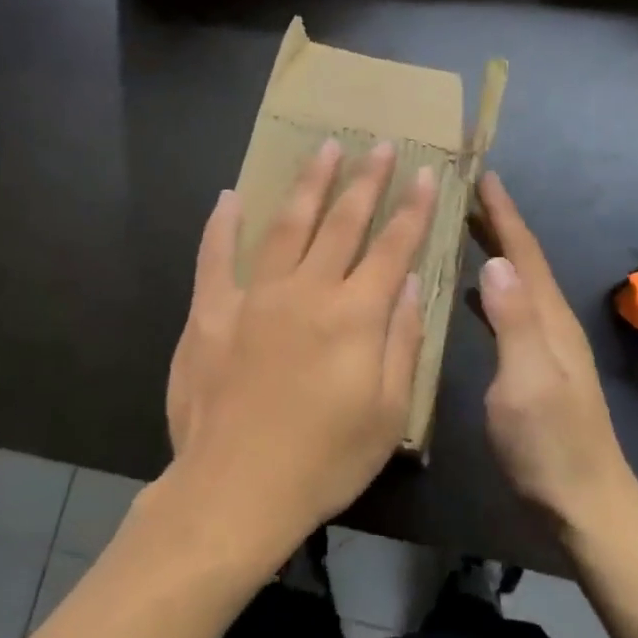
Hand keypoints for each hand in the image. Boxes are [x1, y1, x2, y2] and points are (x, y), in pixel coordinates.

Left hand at [163, 138, 434, 569]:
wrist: (235, 491)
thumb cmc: (323, 461)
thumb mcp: (387, 413)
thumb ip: (401, 341)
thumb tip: (408, 284)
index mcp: (355, 315)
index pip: (393, 247)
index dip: (413, 209)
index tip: (427, 174)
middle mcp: (307, 291)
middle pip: (342, 222)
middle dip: (367, 181)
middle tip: (381, 145)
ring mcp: (254, 296)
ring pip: (287, 225)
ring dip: (309, 184)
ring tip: (325, 149)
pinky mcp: (210, 312)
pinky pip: (215, 257)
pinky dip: (222, 225)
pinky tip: (229, 196)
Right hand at [474, 172, 634, 532]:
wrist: (585, 505)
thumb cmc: (549, 445)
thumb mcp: (526, 382)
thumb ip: (513, 322)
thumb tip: (494, 261)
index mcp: (549, 318)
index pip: (524, 253)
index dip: (503, 213)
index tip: (483, 175)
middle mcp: (551, 322)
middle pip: (524, 261)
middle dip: (499, 223)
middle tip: (467, 191)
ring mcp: (546, 346)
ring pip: (518, 283)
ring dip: (495, 251)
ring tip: (465, 229)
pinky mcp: (536, 367)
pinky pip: (512, 309)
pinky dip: (492, 289)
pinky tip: (473, 292)